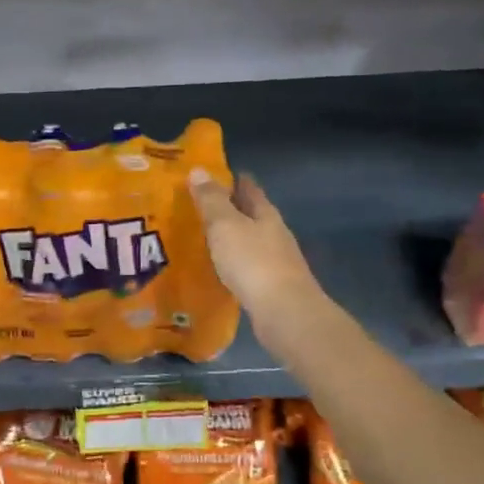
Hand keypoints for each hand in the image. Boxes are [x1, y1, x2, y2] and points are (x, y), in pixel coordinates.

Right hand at [188, 169, 322, 331]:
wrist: (284, 313)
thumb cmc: (253, 262)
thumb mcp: (225, 225)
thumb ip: (211, 200)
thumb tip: (198, 170)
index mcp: (265, 214)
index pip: (250, 189)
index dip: (234, 180)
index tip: (215, 174)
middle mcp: (274, 234)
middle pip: (252, 215)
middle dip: (231, 208)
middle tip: (202, 206)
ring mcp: (276, 262)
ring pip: (250, 241)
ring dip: (232, 237)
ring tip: (206, 237)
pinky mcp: (271, 287)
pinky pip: (248, 267)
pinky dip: (234, 263)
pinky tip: (220, 269)